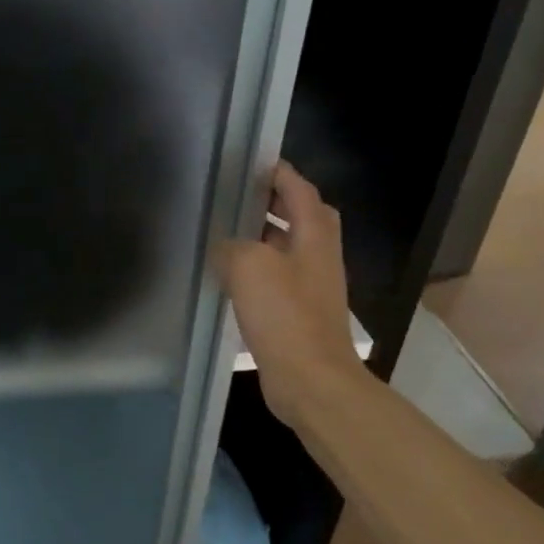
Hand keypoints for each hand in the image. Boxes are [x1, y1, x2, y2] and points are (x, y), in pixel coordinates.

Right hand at [213, 162, 361, 427]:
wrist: (310, 379)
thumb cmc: (285, 315)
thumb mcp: (250, 266)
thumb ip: (232, 246)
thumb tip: (224, 247)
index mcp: (315, 235)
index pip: (300, 191)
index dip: (279, 173)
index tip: (251, 164)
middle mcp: (319, 256)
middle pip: (301, 218)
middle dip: (273, 203)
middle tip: (237, 197)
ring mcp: (311, 287)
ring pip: (287, 250)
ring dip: (262, 238)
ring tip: (226, 233)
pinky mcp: (299, 314)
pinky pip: (277, 280)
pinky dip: (257, 271)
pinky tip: (230, 279)